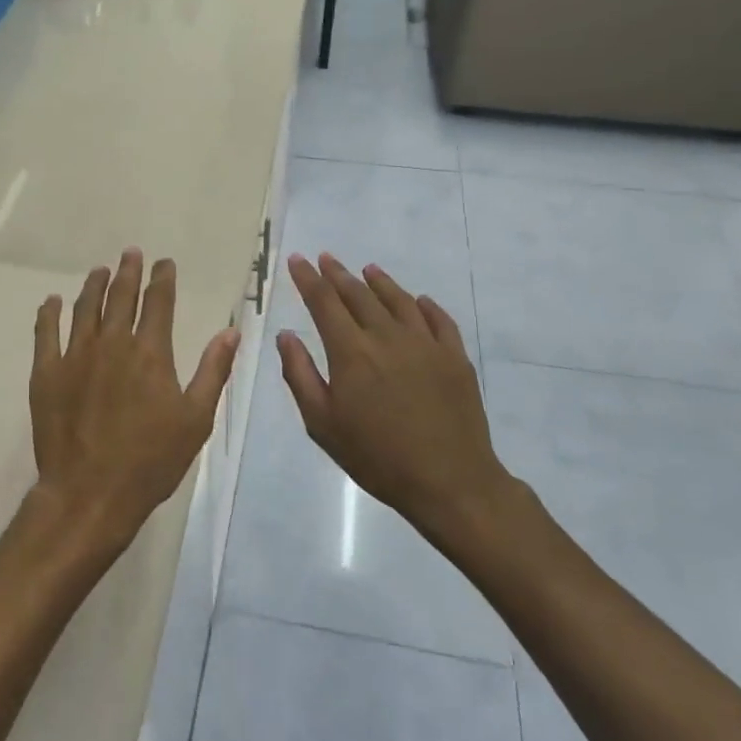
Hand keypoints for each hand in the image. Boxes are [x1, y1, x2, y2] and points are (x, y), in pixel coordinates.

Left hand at [30, 250, 239, 553]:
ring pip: (86, 308)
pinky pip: (46, 332)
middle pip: (121, 296)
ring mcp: (76, 355)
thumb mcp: (195, 419)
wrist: (91, 493)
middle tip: (131, 253)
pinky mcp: (47, 372)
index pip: (158, 302)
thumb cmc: (151, 460)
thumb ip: (213, 371)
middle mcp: (112, 343)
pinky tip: (53, 301)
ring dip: (94, 285)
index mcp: (150, 352)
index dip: (162, 278)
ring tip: (99, 271)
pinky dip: (50, 313)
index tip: (164, 262)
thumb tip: (231, 331)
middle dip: (128, 271)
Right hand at [277, 253, 513, 537]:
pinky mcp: (454, 357)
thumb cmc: (377, 457)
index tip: (298, 260)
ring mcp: (426, 344)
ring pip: (399, 300)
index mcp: (351, 352)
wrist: (450, 482)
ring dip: (380, 282)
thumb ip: (300, 375)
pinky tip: (419, 301)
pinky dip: (425, 305)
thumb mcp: (323, 424)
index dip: (308, 279)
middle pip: (359, 294)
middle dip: (338, 274)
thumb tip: (285, 335)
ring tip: (368, 269)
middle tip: (326, 258)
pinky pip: (439, 320)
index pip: (324, 302)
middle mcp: (387, 337)